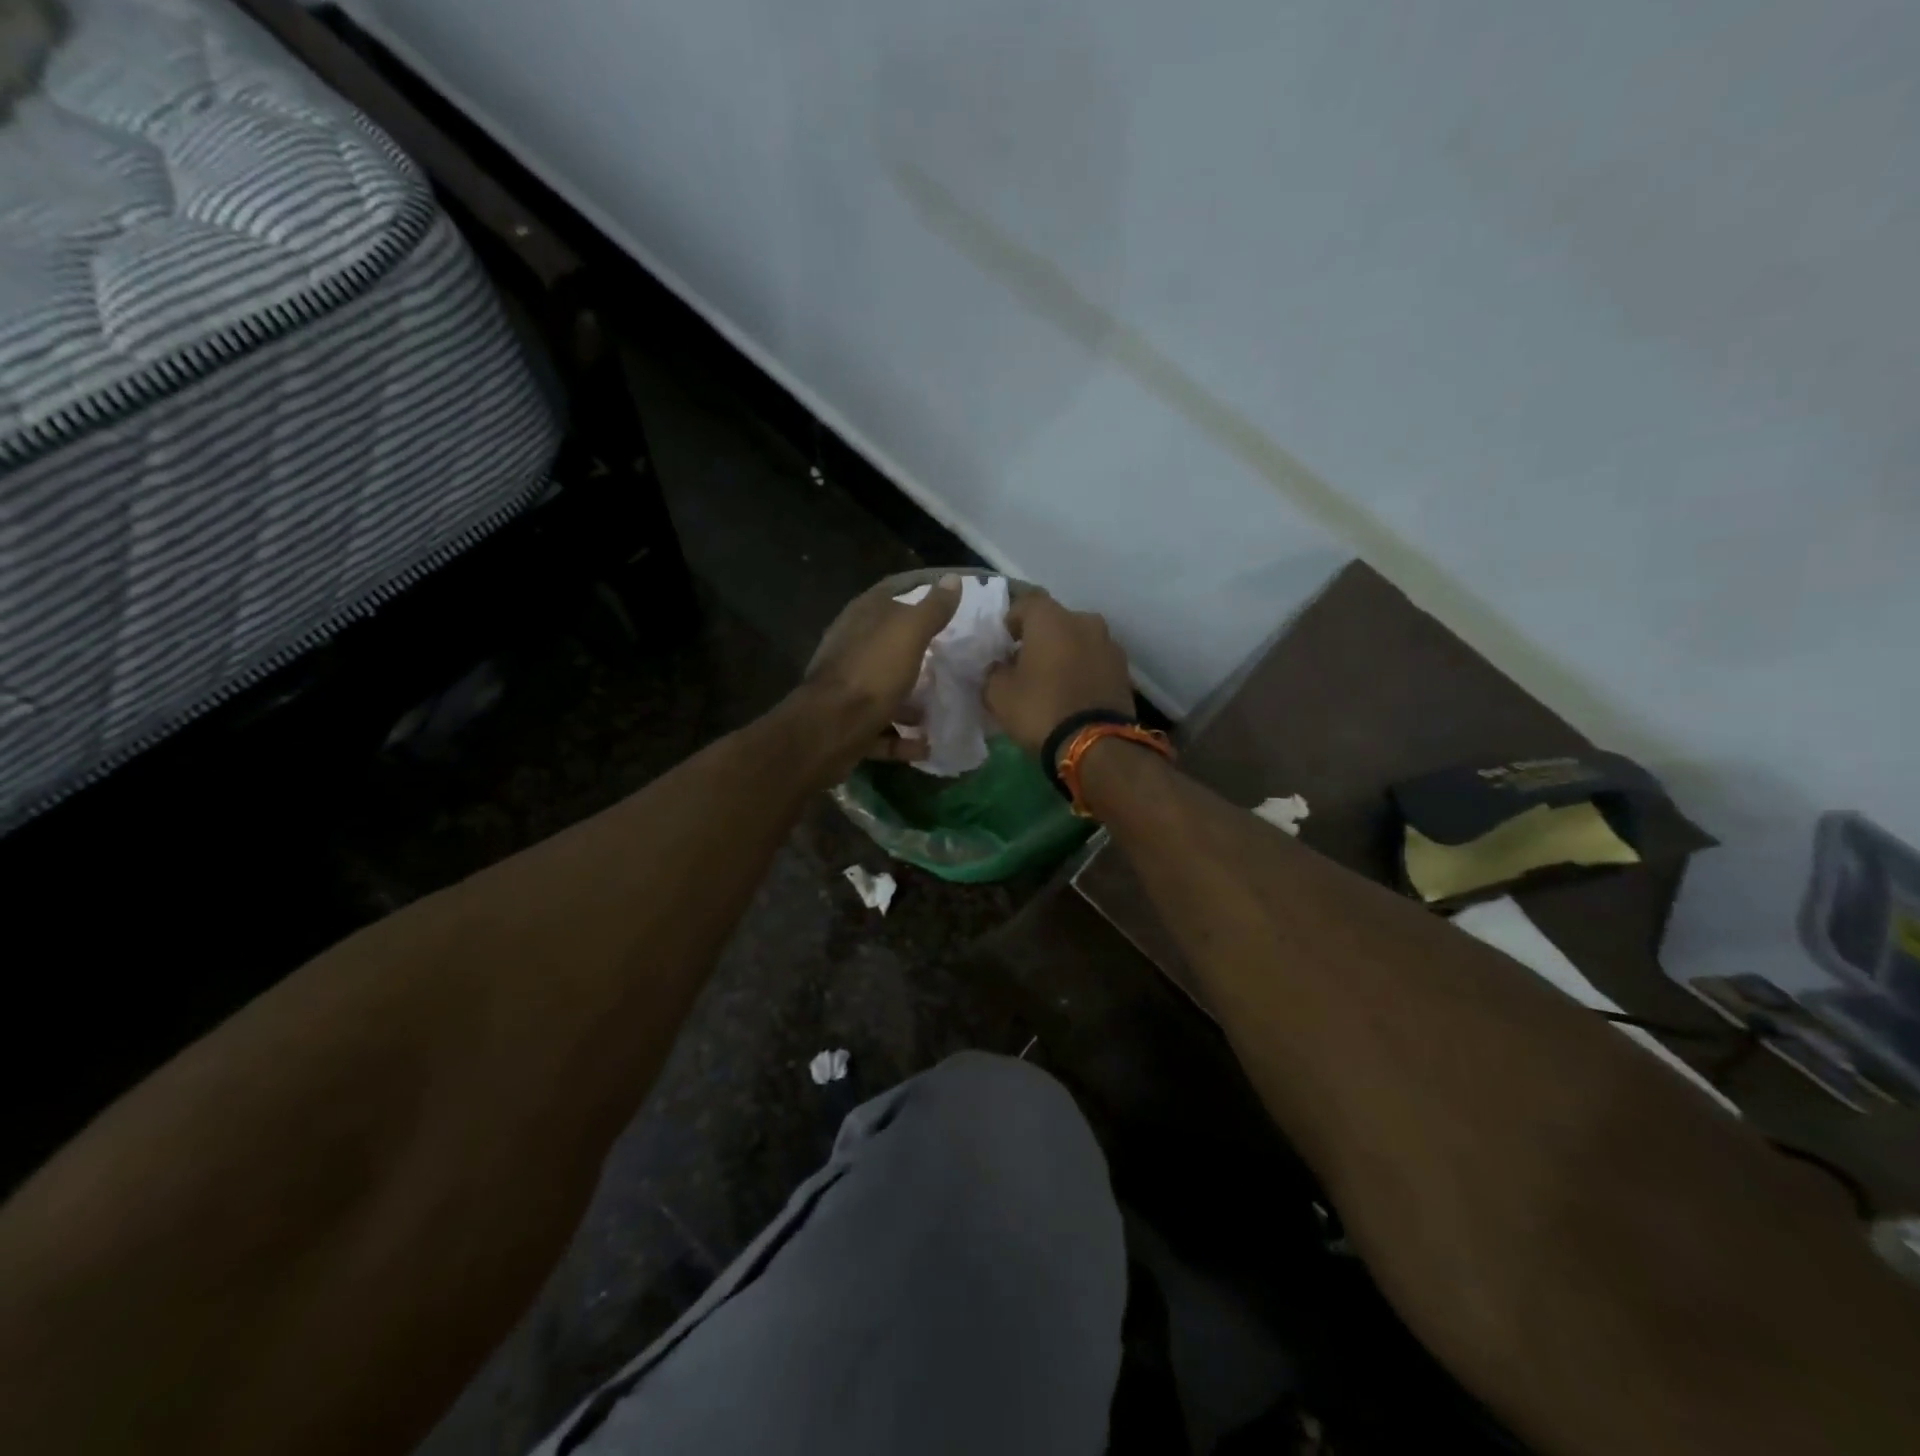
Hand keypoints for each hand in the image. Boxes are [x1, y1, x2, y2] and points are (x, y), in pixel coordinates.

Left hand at [799, 574, 961, 769]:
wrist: (830, 730)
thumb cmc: (872, 673)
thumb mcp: (909, 633)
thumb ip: (932, 609)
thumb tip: (953, 578)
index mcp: (861, 619)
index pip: (891, 594)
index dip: (918, 594)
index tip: (949, 605)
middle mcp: (850, 649)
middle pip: (888, 645)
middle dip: (918, 652)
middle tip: (953, 659)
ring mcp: (846, 690)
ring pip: (884, 690)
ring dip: (912, 702)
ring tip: (942, 707)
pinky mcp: (848, 726)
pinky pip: (881, 730)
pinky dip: (902, 738)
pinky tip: (926, 745)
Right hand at [984, 591, 1133, 760]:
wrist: (1096, 745)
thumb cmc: (1040, 710)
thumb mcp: (998, 694)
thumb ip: (994, 672)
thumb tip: (1000, 667)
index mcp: (1051, 619)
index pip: (1026, 601)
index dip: (1012, 618)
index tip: (1003, 640)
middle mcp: (1085, 621)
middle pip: (1056, 620)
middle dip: (1041, 636)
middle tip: (1026, 661)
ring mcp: (1109, 644)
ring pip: (1079, 640)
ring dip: (1065, 652)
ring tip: (1052, 679)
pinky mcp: (1124, 670)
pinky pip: (1095, 661)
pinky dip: (1083, 669)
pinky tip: (1073, 692)